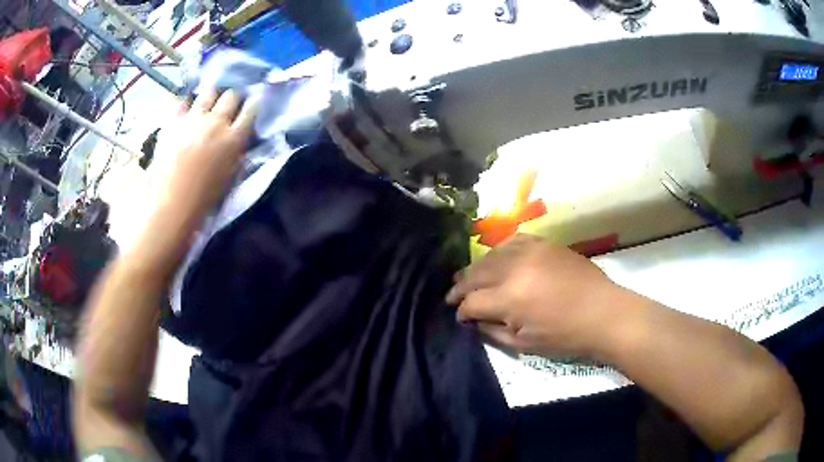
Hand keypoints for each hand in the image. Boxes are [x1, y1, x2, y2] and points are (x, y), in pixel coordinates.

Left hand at [129, 89, 257, 276]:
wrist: (171, 205)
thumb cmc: (204, 198)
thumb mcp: (230, 177)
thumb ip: (237, 153)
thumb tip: (239, 140)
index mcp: (234, 138)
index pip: (252, 109)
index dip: (253, 103)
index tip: (252, 104)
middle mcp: (216, 122)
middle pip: (231, 95)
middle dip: (232, 98)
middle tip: (228, 106)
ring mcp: (193, 119)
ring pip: (209, 92)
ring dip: (211, 96)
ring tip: (207, 104)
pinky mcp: (173, 121)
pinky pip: (182, 101)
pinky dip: (186, 104)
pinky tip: (185, 112)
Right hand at [446, 234, 629, 357]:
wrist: (603, 313)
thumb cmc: (565, 336)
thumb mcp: (524, 344)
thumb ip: (493, 331)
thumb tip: (475, 320)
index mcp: (510, 298)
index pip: (472, 301)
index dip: (461, 311)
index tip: (459, 316)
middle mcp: (515, 268)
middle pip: (475, 274)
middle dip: (461, 286)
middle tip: (452, 295)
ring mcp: (530, 251)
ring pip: (491, 255)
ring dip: (477, 268)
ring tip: (470, 276)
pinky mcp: (544, 243)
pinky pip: (513, 240)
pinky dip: (501, 250)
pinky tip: (498, 258)